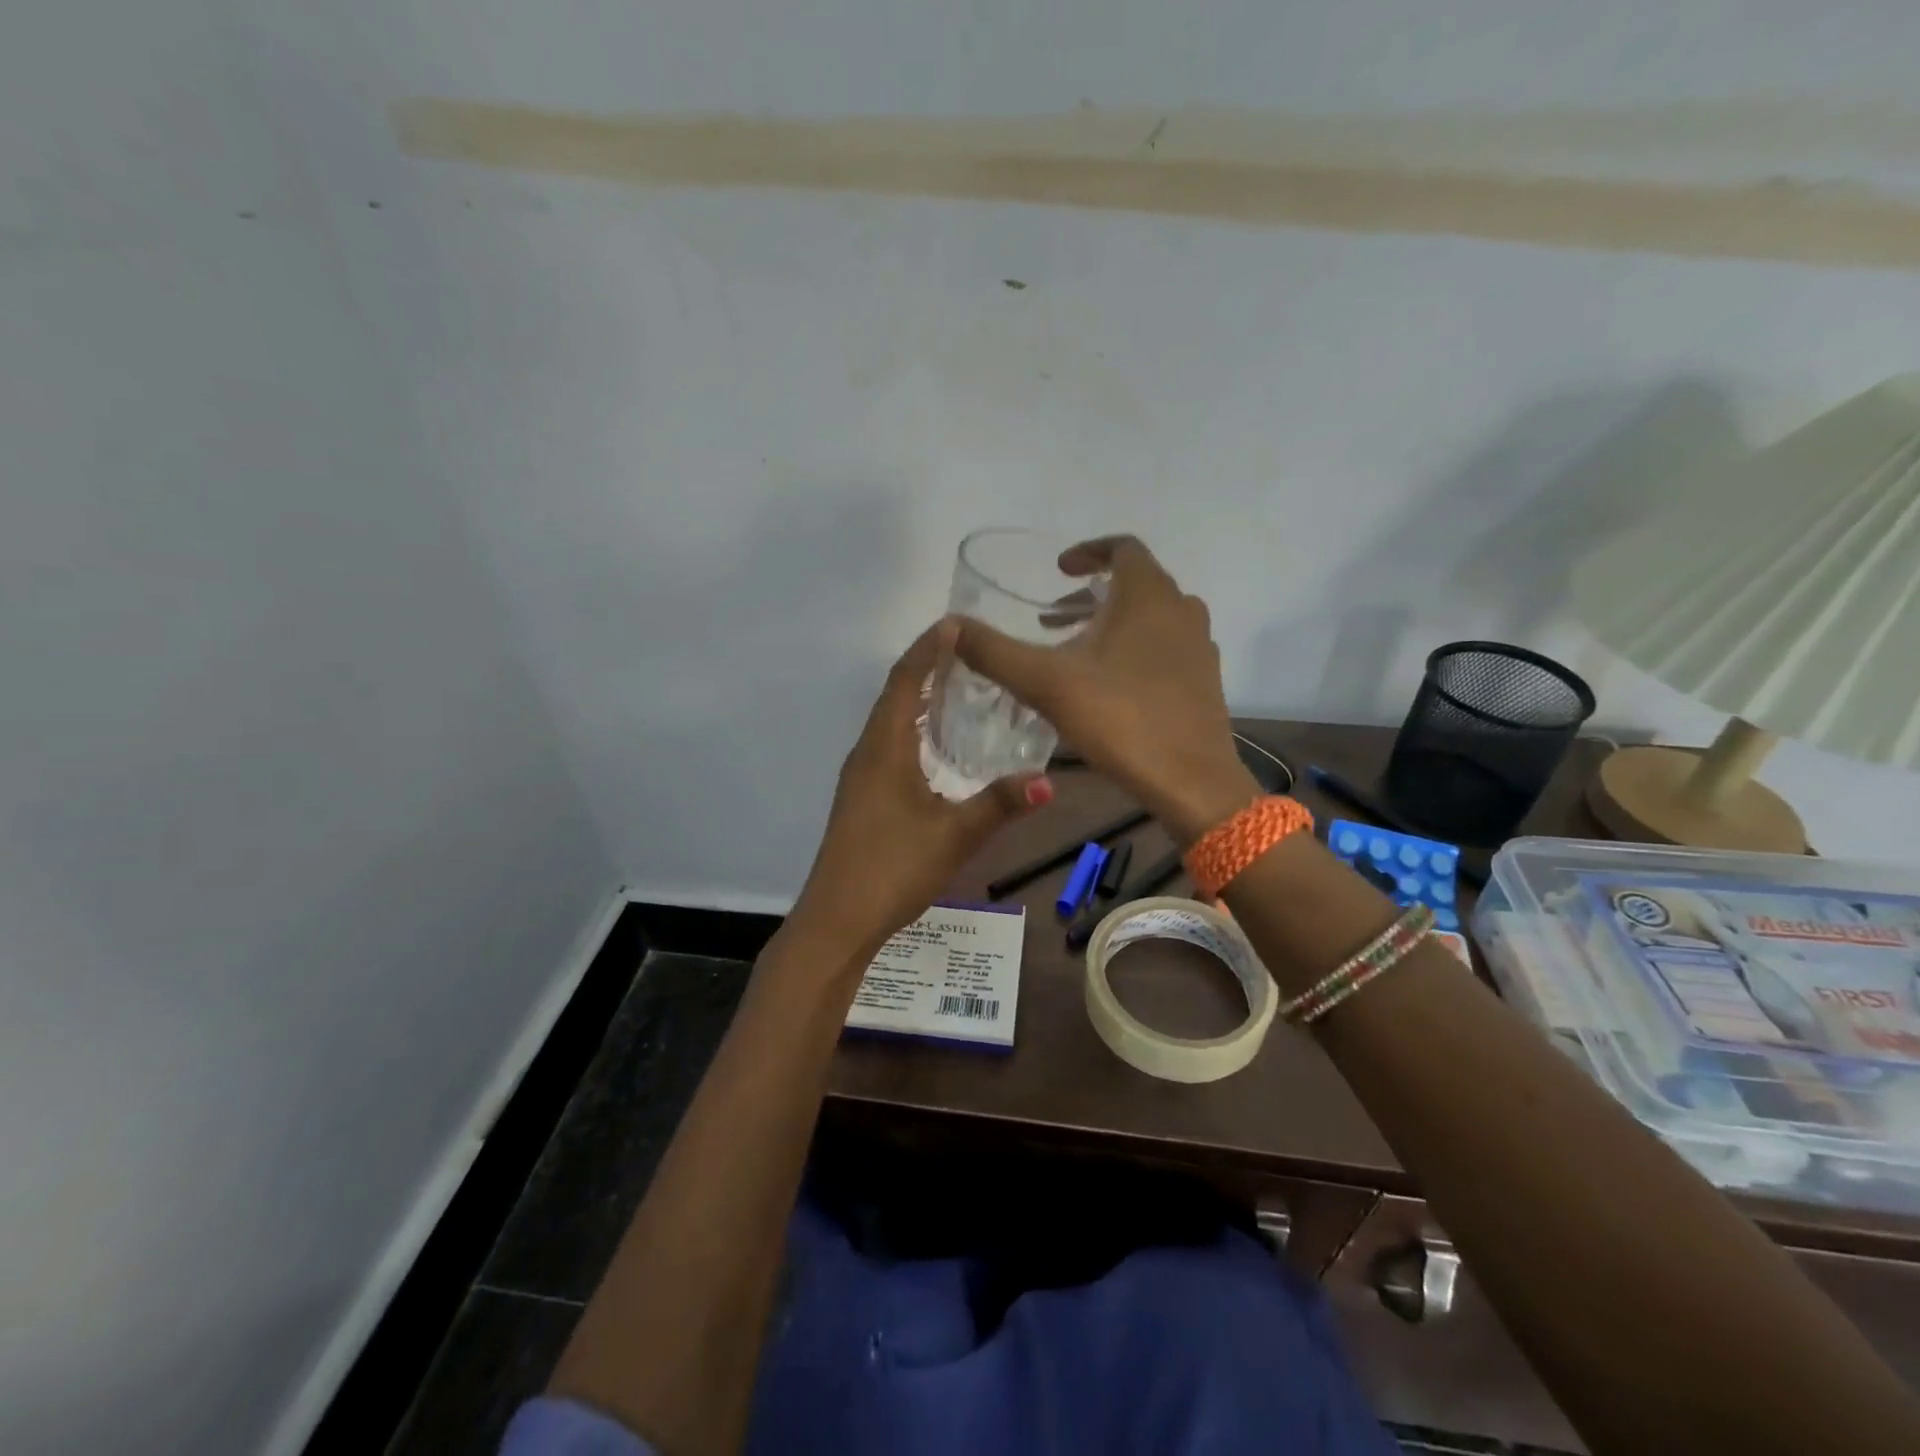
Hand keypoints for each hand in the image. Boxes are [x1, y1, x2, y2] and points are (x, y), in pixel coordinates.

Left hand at [789, 620, 1053, 964]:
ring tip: (957, 684)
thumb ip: (999, 805)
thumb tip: (1048, 781)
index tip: (955, 624)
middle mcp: (867, 753)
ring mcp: (860, 776)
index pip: (904, 681)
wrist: (838, 920)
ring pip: (889, 722)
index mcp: (884, 749)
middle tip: (967, 650)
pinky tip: (936, 744)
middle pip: (894, 695)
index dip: (928, 649)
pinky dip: (913, 728)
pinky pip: (888, 744)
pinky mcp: (862, 797)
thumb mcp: (954, 836)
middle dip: (926, 666)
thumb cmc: (892, 868)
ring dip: (917, 697)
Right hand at [953, 535, 1258, 844]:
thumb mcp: (1046, 683)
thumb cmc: (1121, 719)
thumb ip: (994, 652)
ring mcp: (1199, 647)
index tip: (1058, 570)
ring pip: (1151, 617)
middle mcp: (1182, 610)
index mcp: (1149, 595)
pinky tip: (1107, 686)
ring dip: (1112, 622)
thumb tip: (949, 626)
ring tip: (1074, 650)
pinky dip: (1134, 649)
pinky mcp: (1204, 681)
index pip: (1123, 547)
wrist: (1191, 782)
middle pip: (1136, 583)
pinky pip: (1165, 647)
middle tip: (1053, 617)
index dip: (1088, 552)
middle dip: (1092, 594)